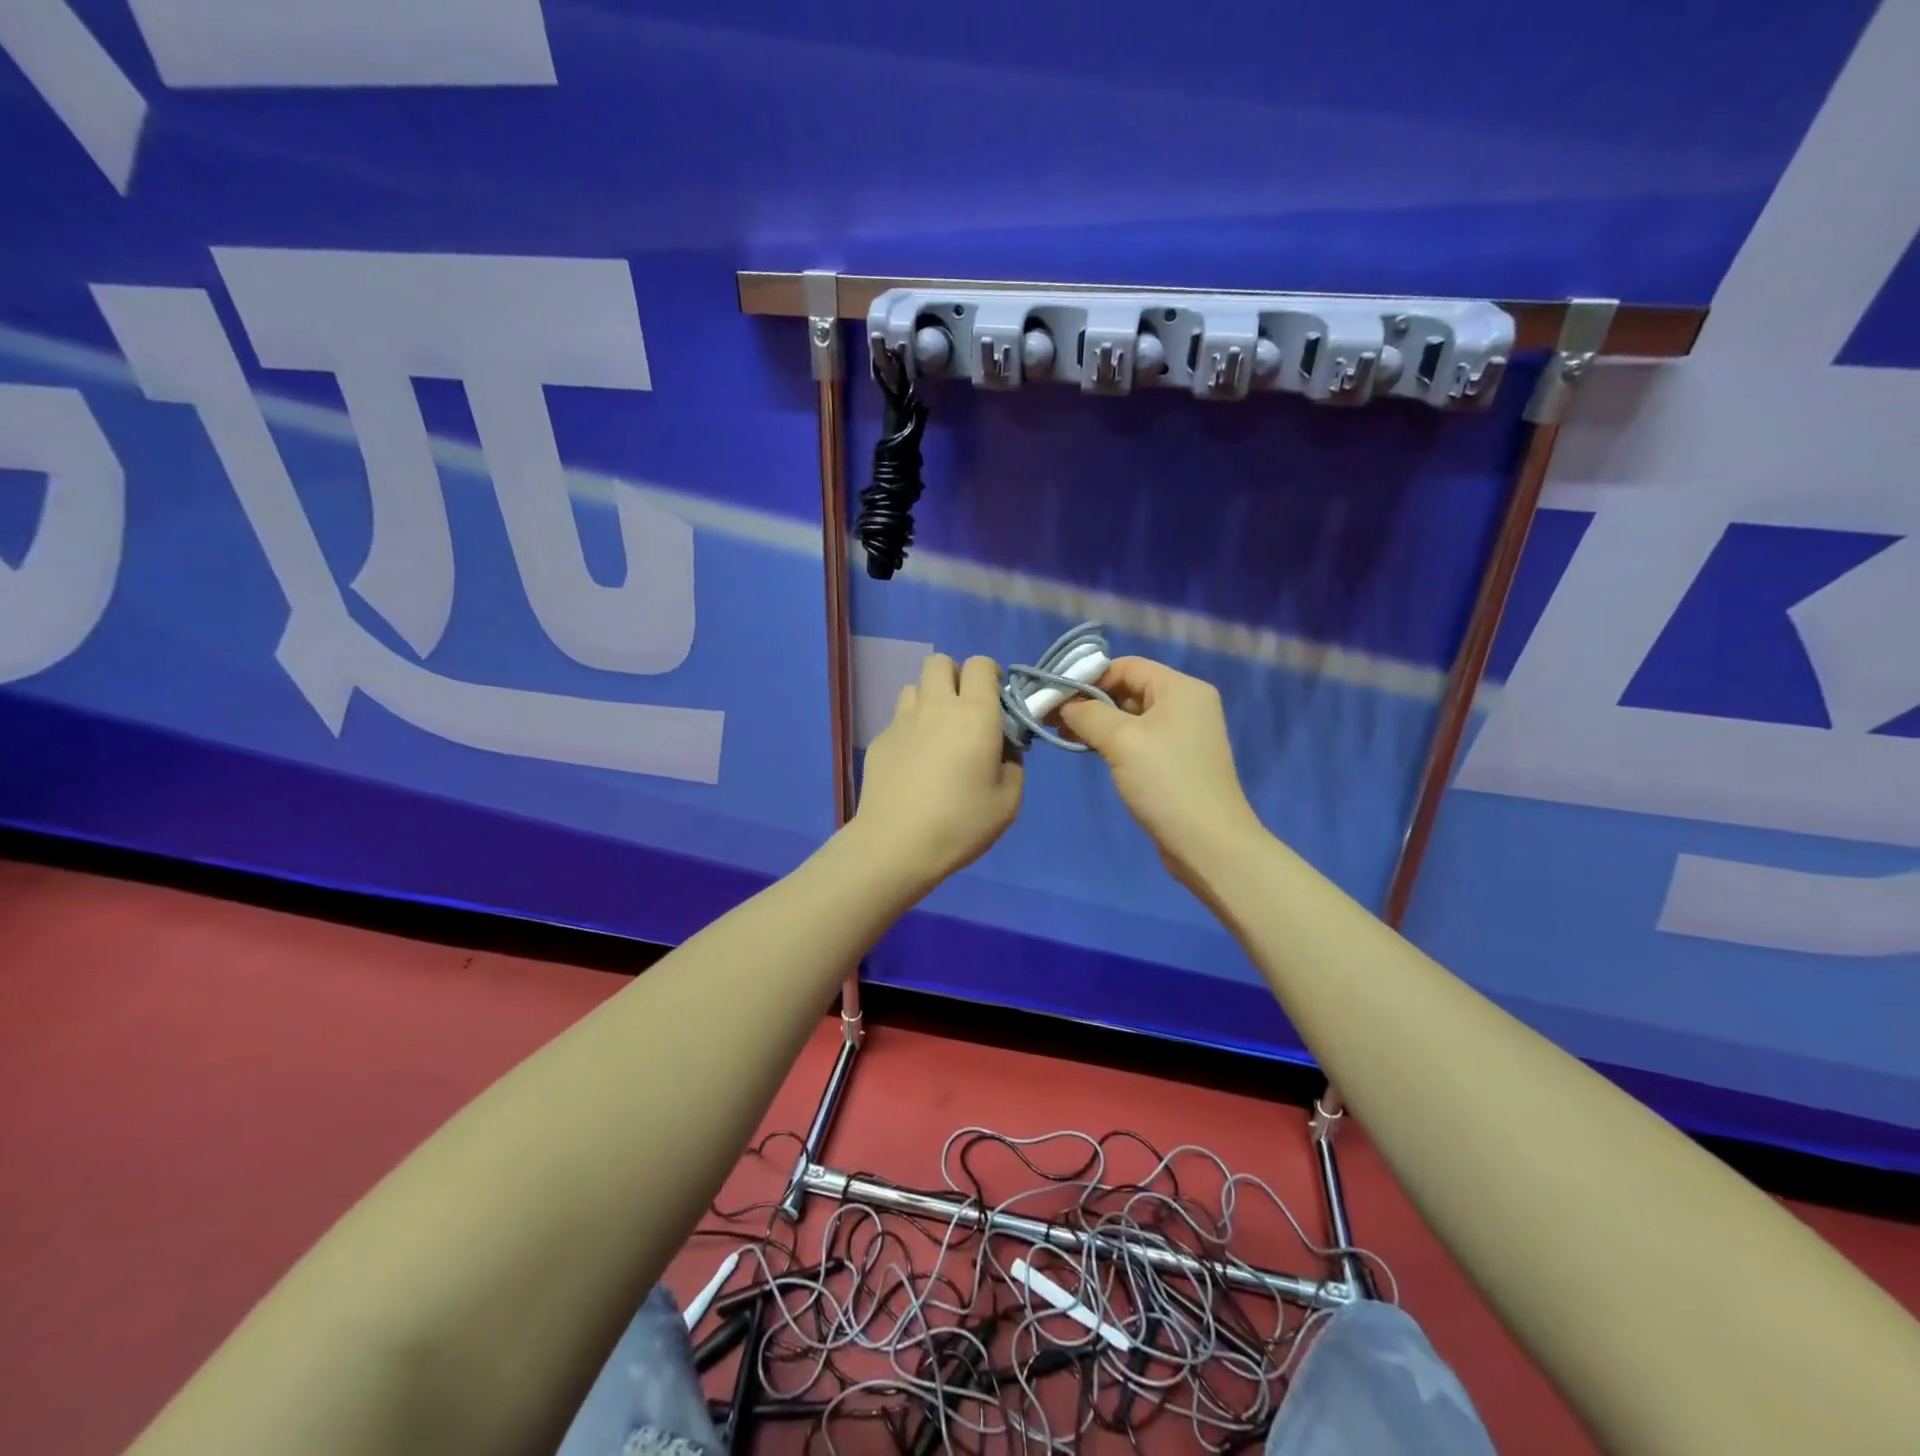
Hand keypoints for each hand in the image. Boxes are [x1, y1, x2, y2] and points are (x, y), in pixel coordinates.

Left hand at [850, 653, 1022, 887]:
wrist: (896, 845)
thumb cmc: (960, 823)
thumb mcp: (1008, 801)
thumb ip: (1012, 766)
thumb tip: (1001, 752)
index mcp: (974, 714)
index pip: (979, 664)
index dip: (989, 675)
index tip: (995, 702)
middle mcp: (936, 706)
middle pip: (940, 662)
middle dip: (954, 677)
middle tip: (964, 712)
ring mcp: (901, 721)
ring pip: (914, 687)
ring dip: (929, 700)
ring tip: (936, 734)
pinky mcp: (879, 740)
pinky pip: (898, 719)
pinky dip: (909, 729)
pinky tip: (913, 762)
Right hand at [1056, 657, 1264, 888]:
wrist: (1207, 843)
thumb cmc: (1165, 781)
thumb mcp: (1121, 740)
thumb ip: (1087, 713)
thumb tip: (1063, 704)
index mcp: (1181, 688)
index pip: (1127, 665)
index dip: (1089, 677)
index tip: (1056, 696)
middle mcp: (1186, 704)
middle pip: (1129, 688)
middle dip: (1089, 701)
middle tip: (1053, 717)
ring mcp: (1184, 734)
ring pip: (1131, 716)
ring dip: (1098, 722)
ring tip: (1063, 734)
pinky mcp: (1177, 761)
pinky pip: (1139, 739)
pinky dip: (1113, 741)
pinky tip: (1089, 750)